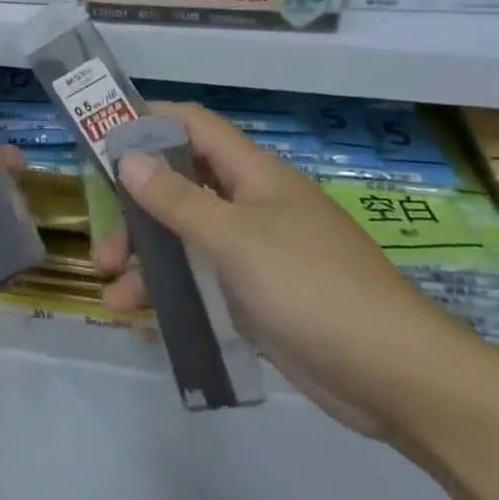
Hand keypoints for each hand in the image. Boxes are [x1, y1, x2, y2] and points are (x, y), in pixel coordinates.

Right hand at [99, 103, 484, 441]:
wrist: (397, 378)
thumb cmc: (313, 288)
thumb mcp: (236, 239)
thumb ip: (178, 199)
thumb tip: (128, 157)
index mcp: (253, 175)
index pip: (193, 126)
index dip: (148, 121)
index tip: (101, 134)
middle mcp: (250, 204)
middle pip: (179, 185)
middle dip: (135, 209)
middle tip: (103, 238)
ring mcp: (254, 251)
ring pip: (185, 238)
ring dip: (147, 259)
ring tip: (113, 292)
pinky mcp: (255, 295)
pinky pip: (201, 279)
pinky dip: (170, 292)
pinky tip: (142, 319)